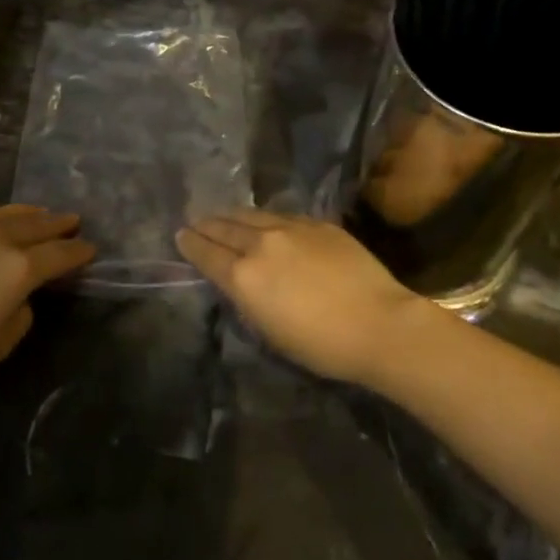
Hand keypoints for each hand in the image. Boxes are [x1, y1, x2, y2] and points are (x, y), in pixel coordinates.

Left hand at [0, 205, 93, 387]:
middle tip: (73, 221)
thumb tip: (20, 295)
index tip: (90, 249)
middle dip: (60, 224)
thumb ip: (22, 314)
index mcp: (21, 268)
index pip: (61, 255)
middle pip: (40, 225)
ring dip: (32, 214)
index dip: (79, 252)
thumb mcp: (0, 344)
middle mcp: (1, 238)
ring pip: (11, 212)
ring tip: (42, 213)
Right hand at [176, 209, 427, 385]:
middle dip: (206, 225)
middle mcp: (261, 243)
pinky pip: (281, 215)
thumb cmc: (321, 344)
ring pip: (252, 215)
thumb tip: (237, 280)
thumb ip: (247, 299)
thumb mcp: (270, 331)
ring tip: (222, 215)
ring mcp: (291, 228)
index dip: (190, 244)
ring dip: (232, 216)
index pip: (207, 253)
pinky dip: (264, 218)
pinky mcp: (317, 223)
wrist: (379, 323)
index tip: (180, 235)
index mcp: (244, 276)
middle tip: (194, 222)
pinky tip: (263, 220)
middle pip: (225, 227)